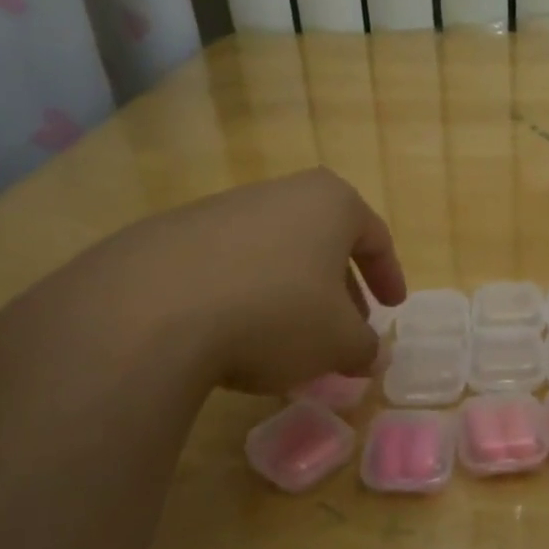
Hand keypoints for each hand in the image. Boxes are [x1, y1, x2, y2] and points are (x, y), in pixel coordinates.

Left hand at [6, 169, 406, 397]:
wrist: (154, 309)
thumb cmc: (277, 313)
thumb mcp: (339, 342)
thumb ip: (364, 347)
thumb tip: (370, 355)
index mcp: (329, 203)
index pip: (374, 236)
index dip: (389, 275)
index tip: (393, 307)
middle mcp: (278, 194)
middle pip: (323, 243)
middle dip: (340, 290)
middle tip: (346, 331)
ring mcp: (222, 210)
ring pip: (276, 254)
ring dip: (292, 296)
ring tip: (291, 341)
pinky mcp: (174, 235)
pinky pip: (230, 266)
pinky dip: (246, 297)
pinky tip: (237, 336)